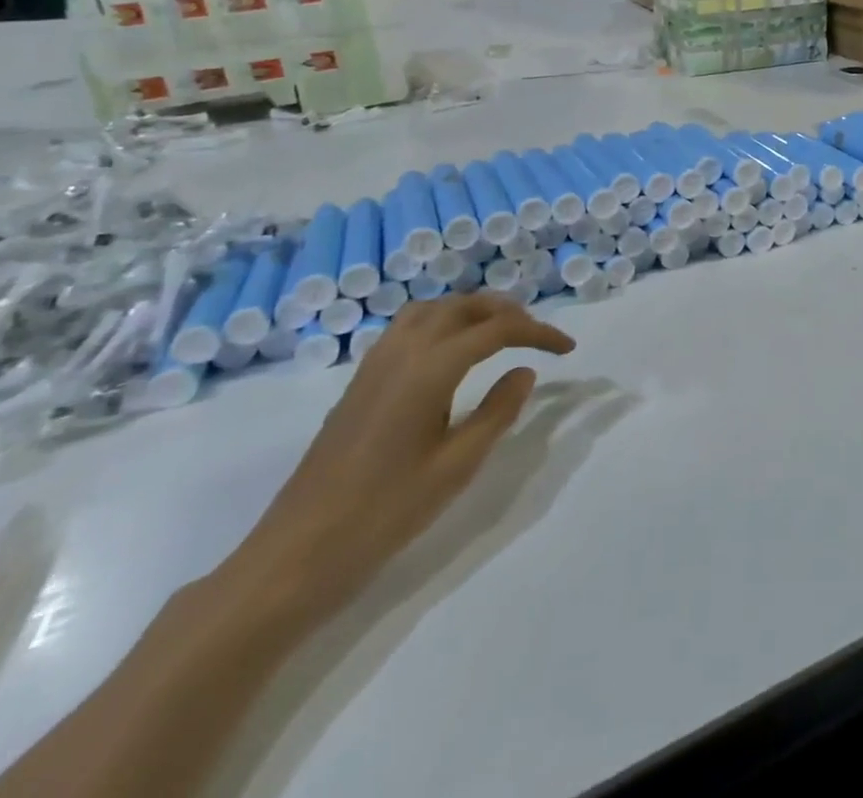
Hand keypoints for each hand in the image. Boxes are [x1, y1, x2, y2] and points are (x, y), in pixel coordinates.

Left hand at [221, 293, 574, 624]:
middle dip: (507, 312)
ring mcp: (375, 364)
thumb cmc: (384, 514)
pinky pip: (408, 327)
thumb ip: (497, 412)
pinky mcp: (359, 382)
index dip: (539, 333)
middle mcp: (403, 352)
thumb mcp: (456, 467)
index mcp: (430, 368)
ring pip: (432, 310)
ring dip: (471, 311)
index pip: (498, 330)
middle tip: (537, 336)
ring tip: (498, 334)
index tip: (568, 348)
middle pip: (464, 307)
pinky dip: (441, 322)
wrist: (295, 555)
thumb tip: (524, 371)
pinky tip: (450, 355)